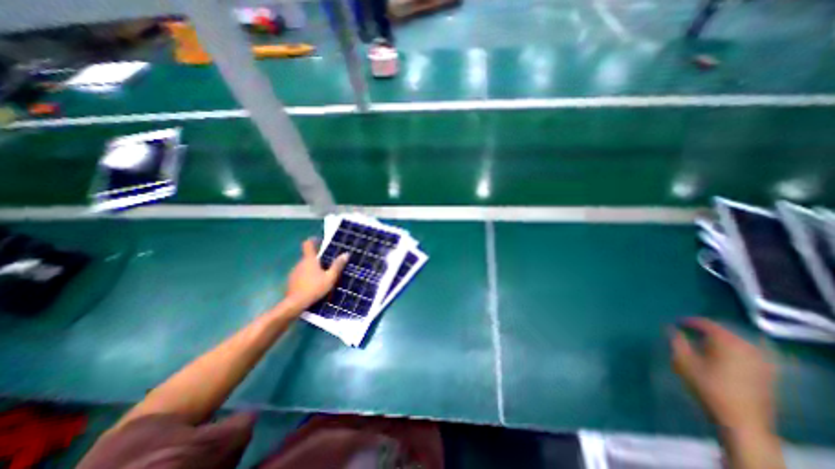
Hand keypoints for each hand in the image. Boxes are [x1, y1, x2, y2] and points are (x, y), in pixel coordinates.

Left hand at [283, 240, 349, 312]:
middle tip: (327, 263)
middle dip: (317, 258)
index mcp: (309, 260)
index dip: (313, 240)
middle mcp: (300, 263)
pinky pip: (300, 274)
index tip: (319, 240)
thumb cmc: (314, 288)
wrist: (295, 304)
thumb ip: (337, 266)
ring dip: (311, 268)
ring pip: (304, 266)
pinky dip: (307, 276)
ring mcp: (294, 272)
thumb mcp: (330, 278)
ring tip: (321, 275)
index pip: (308, 244)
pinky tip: (313, 284)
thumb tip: (346, 254)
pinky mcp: (291, 281)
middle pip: (308, 256)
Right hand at [670, 319, 779, 435]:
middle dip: (704, 330)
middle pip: (722, 331)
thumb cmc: (706, 385)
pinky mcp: (766, 373)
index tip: (676, 322)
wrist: (741, 420)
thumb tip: (671, 328)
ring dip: (717, 340)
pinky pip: (744, 353)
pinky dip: (729, 350)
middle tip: (687, 331)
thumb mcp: (682, 360)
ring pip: (734, 342)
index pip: (706, 323)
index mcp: (726, 341)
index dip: (689, 321)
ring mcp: (760, 361)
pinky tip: (719, 355)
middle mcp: (746, 347)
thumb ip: (676, 341)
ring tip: (701, 343)